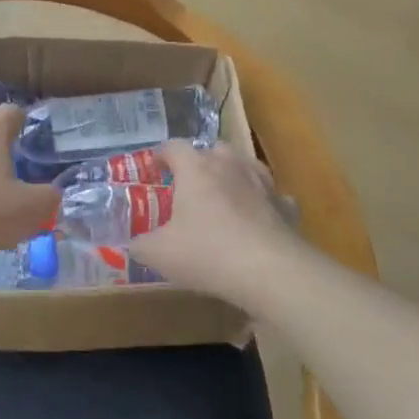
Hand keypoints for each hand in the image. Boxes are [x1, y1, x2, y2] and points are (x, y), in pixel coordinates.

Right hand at [130, 139, 298, 299]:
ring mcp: (263, 184)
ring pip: (247, 166)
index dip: (161, 154)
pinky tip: (258, 218)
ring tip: (224, 194)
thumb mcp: (159, 254)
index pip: (174, 147)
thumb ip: (141, 245)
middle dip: (201, 161)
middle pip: (214, 149)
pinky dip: (264, 203)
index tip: (154, 167)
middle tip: (189, 183)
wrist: (270, 271)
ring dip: (234, 174)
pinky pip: (273, 196)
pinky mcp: (285, 207)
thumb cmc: (207, 253)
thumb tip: (133, 244)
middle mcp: (230, 166)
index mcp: (196, 170)